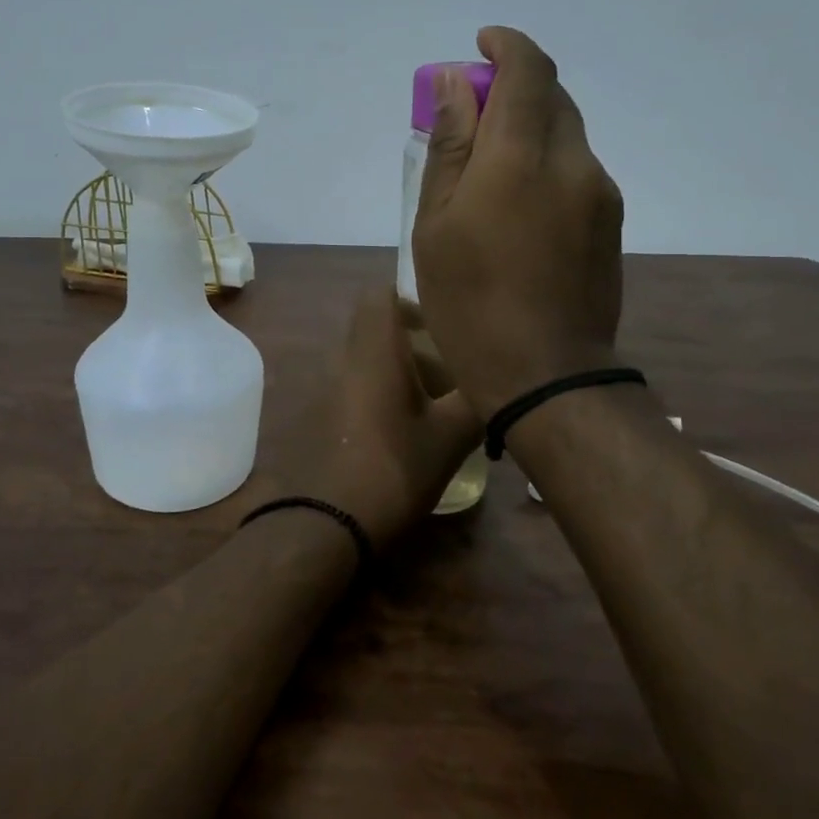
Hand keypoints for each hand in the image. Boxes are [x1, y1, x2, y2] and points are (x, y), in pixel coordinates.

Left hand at [298, 289, 480, 549]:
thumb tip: (503, 382)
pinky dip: (375, 398)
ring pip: (363, 364)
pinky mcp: (314, 419)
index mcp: (373, 352)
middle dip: (411, 344)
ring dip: (394, 374)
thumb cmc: (393, 470)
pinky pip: (350, 390)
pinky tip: (398, 434)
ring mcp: (323, 390)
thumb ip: (477, 402)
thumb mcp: (450, 438)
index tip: (439, 324)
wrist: (324, 524)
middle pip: (374, 331)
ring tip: (431, 407)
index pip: (378, 295)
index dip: (409, 300)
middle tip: (448, 372)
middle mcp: (342, 361)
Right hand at [413, 26, 625, 417]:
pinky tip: (519, 206)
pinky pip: (577, 169)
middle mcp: (572, 160)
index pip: (527, 69)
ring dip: (530, 128)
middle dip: (512, 87)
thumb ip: (448, 147)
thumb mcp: (436, 225)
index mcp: (520, 157)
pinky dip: (546, 161)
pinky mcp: (612, 221)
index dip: (505, 46)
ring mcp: (601, 191)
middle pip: (551, 96)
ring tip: (489, 171)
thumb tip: (450, 84)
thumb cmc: (469, 303)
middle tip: (470, 116)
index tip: (480, 47)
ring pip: (566, 133)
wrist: (545, 374)